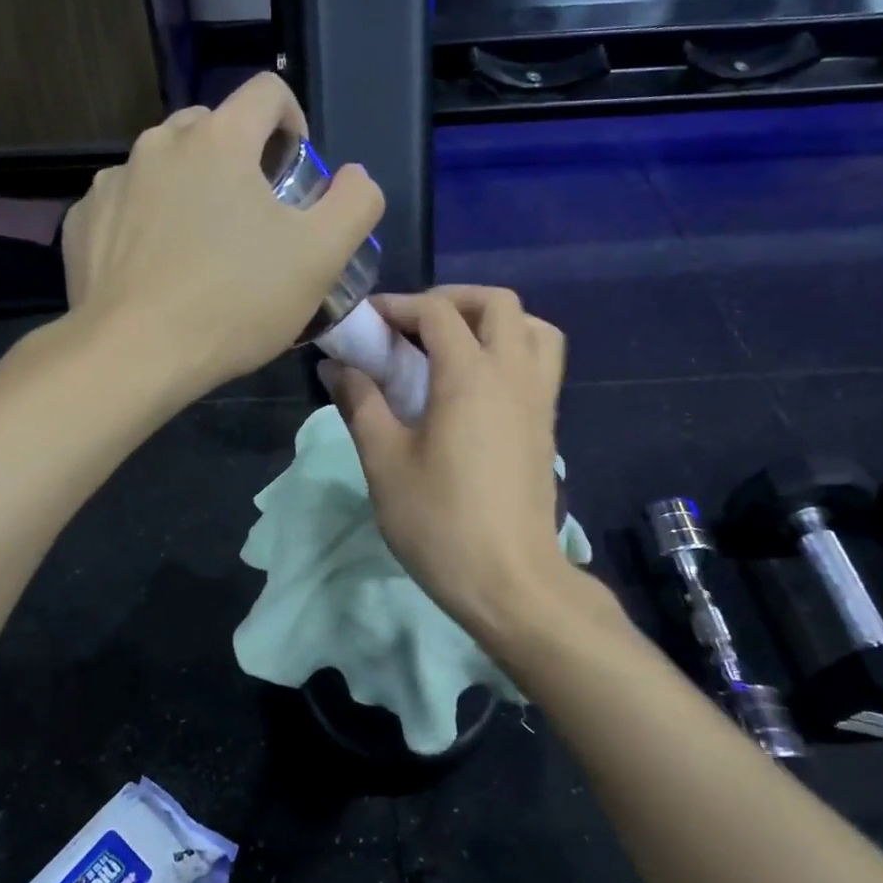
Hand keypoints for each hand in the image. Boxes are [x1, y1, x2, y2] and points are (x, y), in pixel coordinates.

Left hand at [62, 74, 383, 397]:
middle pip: (213, 128)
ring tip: (203, 252)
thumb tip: (355, 177)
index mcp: (220, 139)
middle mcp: (159, 144)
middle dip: (241, 161)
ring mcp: (113, 182)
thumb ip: (354, 205)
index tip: (297, 173)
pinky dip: (148, 224)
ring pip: (166, 168)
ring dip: (192, 192)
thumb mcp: (320, 258)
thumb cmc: (236, 303)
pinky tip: (159, 271)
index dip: (293, 123)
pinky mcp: (82, 222)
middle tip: (255, 222)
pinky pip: (127, 206)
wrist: (134, 355)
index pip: (267, 92)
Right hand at [325, 286, 571, 642]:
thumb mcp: (385, 463)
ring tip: (453, 347)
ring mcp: (538, 400)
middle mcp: (513, 375)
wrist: (510, 582)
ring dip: (492, 321)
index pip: (437, 313)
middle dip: (451, 300)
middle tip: (412, 327)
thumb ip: (361, 405)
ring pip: (532, 328)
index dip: (398, 307)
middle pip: (496, 303)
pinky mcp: (547, 426)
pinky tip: (475, 386)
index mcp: (471, 377)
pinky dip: (511, 349)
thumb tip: (336, 367)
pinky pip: (540, 362)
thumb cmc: (440, 523)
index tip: (366, 323)